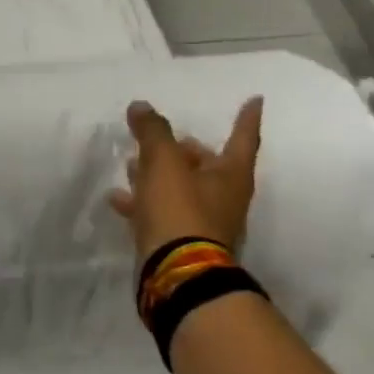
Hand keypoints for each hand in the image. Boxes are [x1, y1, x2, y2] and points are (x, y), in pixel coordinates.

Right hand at [109, 97, 263, 260]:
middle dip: (184, 150)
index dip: (246, 118)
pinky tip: (118, 199)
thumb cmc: (180, 211)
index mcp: (230, 175)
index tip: (256, 99)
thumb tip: (141, 106)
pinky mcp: (181, 242)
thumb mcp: (164, 163)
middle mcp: (224, 198)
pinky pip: (162, 213)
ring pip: (181, 189)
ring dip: (158, 175)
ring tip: (131, 164)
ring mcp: (204, 223)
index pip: (242, 137)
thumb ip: (153, 132)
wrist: (177, 274)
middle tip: (162, 139)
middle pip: (207, 165)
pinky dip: (143, 203)